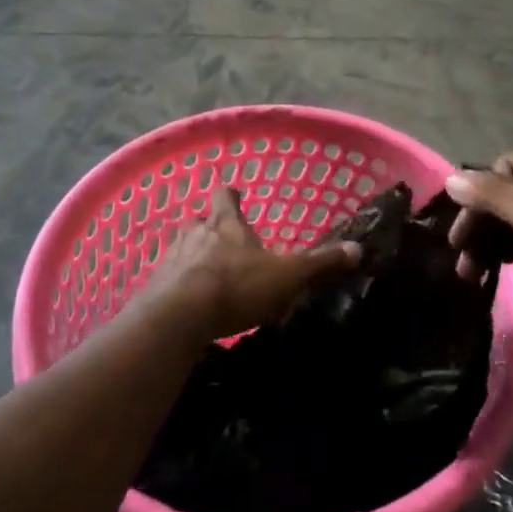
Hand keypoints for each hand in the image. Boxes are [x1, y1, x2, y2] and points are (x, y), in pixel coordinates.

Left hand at [142, 188, 360, 345]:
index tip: (237, 196)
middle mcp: (195, 232)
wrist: (178, 317)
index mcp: (226, 222)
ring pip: (182, 248)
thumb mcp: (287, 276)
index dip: (231, 195)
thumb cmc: (236, 286)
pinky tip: (190, 302)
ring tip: (208, 274)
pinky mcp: (155, 286)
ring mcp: (171, 258)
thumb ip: (319, 264)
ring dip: (193, 257)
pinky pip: (168, 279)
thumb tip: (357, 249)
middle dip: (211, 228)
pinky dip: (179, 286)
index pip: (225, 195)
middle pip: (200, 220)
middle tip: (225, 242)